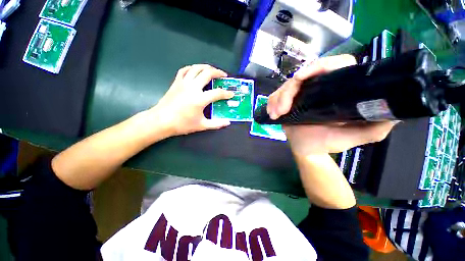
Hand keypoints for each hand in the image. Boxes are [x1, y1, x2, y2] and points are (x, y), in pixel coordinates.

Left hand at [148, 64, 233, 135]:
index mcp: (200, 99)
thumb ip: (216, 124)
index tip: (231, 94)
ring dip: (206, 67)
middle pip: (207, 73)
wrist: (161, 121)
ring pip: (196, 68)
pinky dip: (192, 68)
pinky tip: (195, 70)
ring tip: (212, 70)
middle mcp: (193, 88)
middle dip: (218, 73)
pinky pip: (184, 70)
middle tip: (224, 76)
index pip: (217, 93)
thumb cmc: (182, 124)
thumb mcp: (201, 125)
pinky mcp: (176, 82)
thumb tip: (228, 122)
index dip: (226, 93)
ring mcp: (183, 83)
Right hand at [267, 55, 395, 155]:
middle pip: (301, 76)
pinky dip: (271, 103)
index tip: (302, 77)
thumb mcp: (357, 136)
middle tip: (282, 109)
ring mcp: (300, 94)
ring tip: (276, 114)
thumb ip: (378, 126)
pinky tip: (272, 113)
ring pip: (285, 87)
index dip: (318, 66)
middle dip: (288, 92)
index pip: (333, 65)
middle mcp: (318, 88)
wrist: (308, 150)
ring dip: (278, 99)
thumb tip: (397, 111)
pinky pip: (275, 96)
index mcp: (336, 90)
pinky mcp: (286, 102)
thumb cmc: (329, 142)